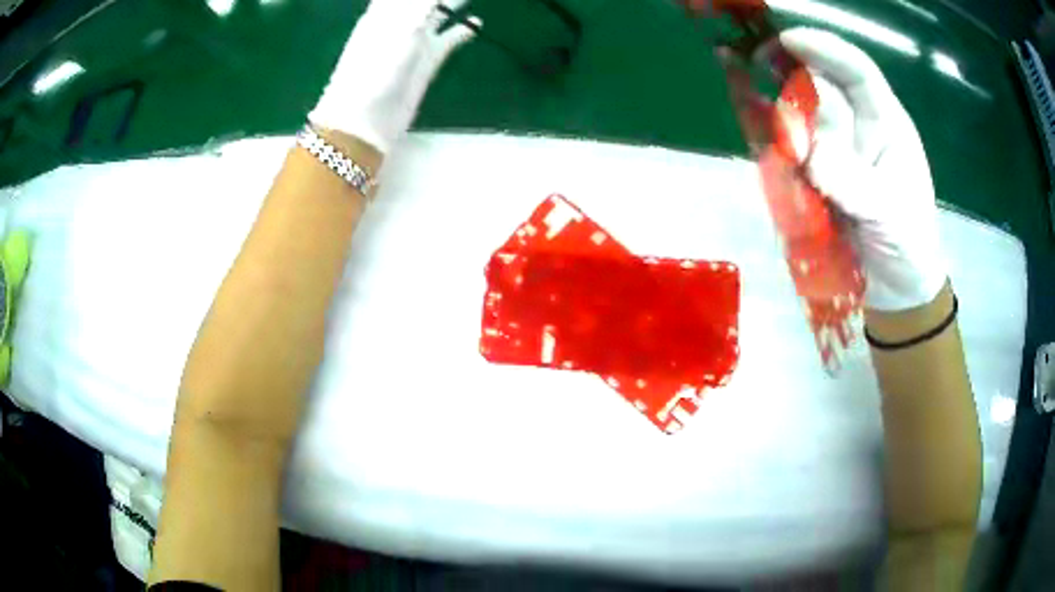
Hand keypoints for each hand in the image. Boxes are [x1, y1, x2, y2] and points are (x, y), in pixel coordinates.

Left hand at [309, 0, 481, 154]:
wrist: (366, 119)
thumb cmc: (375, 68)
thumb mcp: (403, 27)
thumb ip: (424, 4)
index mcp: (386, 10)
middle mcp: (401, 21)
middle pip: (424, 0)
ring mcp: (415, 41)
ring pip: (440, 13)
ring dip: (455, 2)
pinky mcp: (427, 60)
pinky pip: (449, 38)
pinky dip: (463, 30)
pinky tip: (477, 22)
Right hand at [779, 28, 946, 311]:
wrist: (897, 288)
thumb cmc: (909, 244)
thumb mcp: (891, 215)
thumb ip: (855, 184)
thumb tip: (811, 160)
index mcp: (886, 123)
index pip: (857, 72)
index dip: (824, 49)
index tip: (787, 41)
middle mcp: (857, 127)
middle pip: (820, 89)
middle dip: (794, 87)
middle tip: (768, 102)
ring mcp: (835, 150)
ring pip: (801, 118)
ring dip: (782, 120)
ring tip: (775, 141)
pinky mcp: (817, 175)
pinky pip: (791, 152)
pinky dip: (774, 148)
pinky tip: (763, 148)